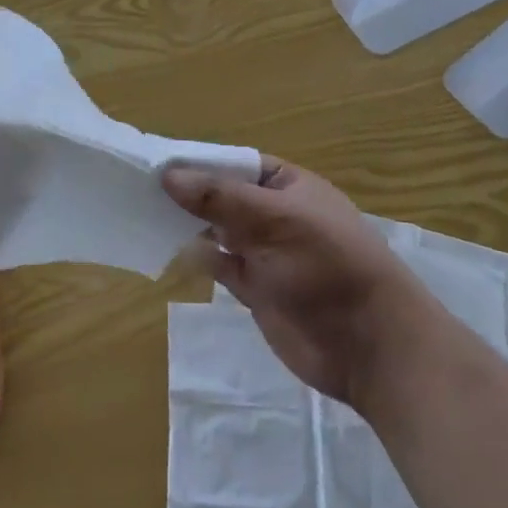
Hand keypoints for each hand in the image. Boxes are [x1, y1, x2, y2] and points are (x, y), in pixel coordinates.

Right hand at [164, 157, 422, 405]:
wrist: (370, 345)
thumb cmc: (327, 265)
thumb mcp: (273, 221)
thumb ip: (219, 198)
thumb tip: (167, 174)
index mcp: (288, 186)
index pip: (235, 163)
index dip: (198, 162)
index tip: (154, 163)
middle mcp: (274, 214)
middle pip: (222, 197)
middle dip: (187, 194)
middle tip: (137, 188)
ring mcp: (265, 253)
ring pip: (217, 230)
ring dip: (188, 224)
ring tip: (142, 213)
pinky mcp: (256, 289)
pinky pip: (219, 264)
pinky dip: (197, 256)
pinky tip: (170, 248)